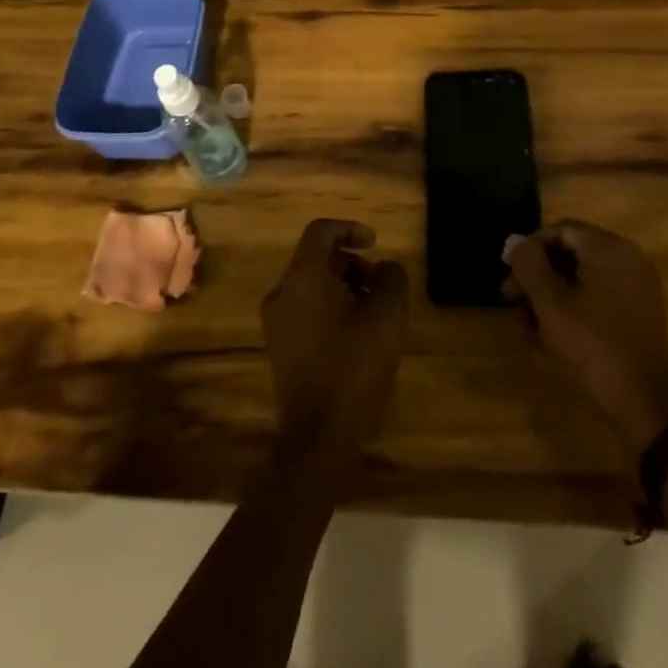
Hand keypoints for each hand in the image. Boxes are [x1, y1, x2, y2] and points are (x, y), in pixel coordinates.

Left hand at [261, 219, 409, 469]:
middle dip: (351, 263)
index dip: (349, 228)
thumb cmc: (353, 367)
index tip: (375, 242)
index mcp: (303, 277)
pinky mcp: (279, 348)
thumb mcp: (387, 316)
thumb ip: (391, 278)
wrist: (317, 438)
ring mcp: (276, 322)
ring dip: (342, 286)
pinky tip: (355, 334)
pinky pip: (304, 310)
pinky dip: (329, 308)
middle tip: (380, 283)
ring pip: (311, 286)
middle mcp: (282, 292)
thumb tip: (386, 269)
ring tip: (373, 311)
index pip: (320, 232)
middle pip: (316, 259)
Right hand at [504, 220, 667, 455]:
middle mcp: (628, 256)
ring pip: (585, 277)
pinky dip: (577, 306)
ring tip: (530, 325)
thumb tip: (512, 238)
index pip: (560, 231)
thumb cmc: (593, 347)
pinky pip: (602, 294)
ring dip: (554, 294)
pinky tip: (556, 334)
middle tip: (512, 301)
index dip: (529, 250)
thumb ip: (529, 266)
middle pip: (572, 252)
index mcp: (608, 247)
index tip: (508, 276)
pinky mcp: (642, 311)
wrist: (645, 405)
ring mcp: (638, 284)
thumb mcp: (551, 306)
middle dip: (539, 275)